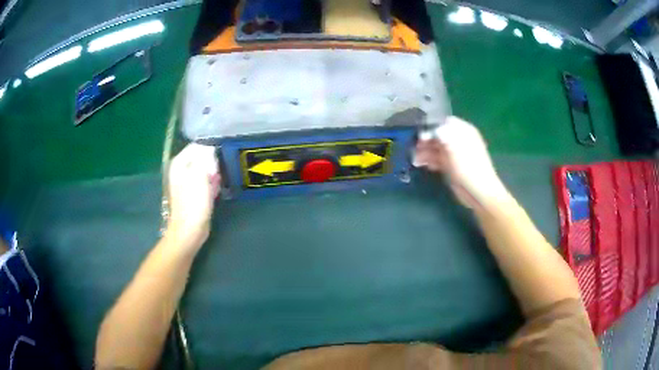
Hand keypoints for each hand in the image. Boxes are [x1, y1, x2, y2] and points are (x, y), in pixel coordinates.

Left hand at [166, 143, 220, 250]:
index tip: (221, 154)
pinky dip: (211, 183)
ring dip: (213, 173)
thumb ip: (204, 158)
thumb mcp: (200, 175)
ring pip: (204, 170)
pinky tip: (217, 188)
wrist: (189, 231)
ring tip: (219, 179)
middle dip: (212, 161)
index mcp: (179, 164)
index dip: (210, 148)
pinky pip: (204, 182)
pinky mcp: (193, 194)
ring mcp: (186, 182)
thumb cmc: (194, 203)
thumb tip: (210, 148)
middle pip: (200, 157)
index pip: (197, 146)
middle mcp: (181, 170)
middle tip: (221, 168)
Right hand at [414, 116, 509, 209]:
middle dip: (425, 140)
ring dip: (425, 151)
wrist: (478, 192)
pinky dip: (429, 161)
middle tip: (413, 147)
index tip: (419, 134)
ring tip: (415, 158)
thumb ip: (441, 134)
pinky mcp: (451, 166)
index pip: (443, 122)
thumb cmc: (469, 167)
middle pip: (438, 135)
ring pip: (436, 148)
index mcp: (463, 131)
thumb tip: (427, 131)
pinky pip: (437, 159)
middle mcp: (459, 140)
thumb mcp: (455, 146)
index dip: (431, 127)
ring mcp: (455, 154)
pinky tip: (421, 164)